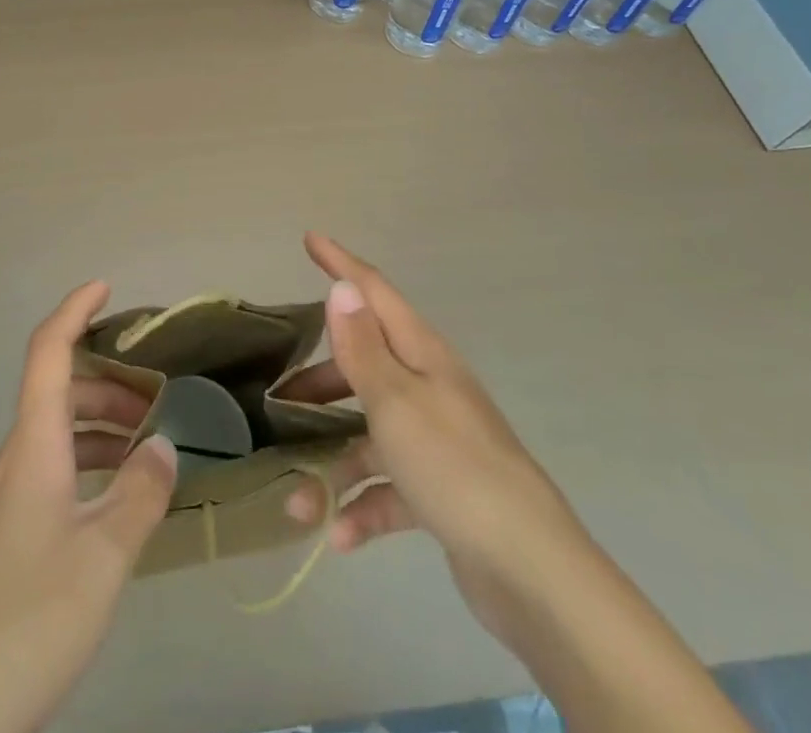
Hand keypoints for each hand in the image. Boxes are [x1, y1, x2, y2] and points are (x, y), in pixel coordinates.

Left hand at [0, 282, 176, 732]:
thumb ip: (140, 494)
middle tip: (159, 396)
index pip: (48, 353)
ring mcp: (8, 495)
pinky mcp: (9, 529)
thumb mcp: (104, 556)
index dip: (73, 311)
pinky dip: (89, 458)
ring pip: (57, 431)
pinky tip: (120, 493)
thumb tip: (163, 444)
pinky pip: (54, 466)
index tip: (105, 287)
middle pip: (58, 391)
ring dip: (101, 423)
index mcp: (32, 447)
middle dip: (108, 381)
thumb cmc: (31, 616)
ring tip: (149, 442)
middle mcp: (15, 458)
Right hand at [279, 233, 583, 597]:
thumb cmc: (453, 466)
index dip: (341, 264)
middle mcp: (430, 388)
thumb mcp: (395, 400)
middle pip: (365, 367)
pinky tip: (337, 537)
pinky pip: (389, 488)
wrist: (530, 570)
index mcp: (423, 355)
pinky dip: (362, 508)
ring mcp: (437, 441)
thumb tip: (343, 287)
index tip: (310, 239)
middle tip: (280, 396)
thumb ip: (362, 346)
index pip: (375, 292)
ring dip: (333, 466)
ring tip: (298, 502)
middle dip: (321, 383)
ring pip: (370, 436)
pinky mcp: (440, 491)